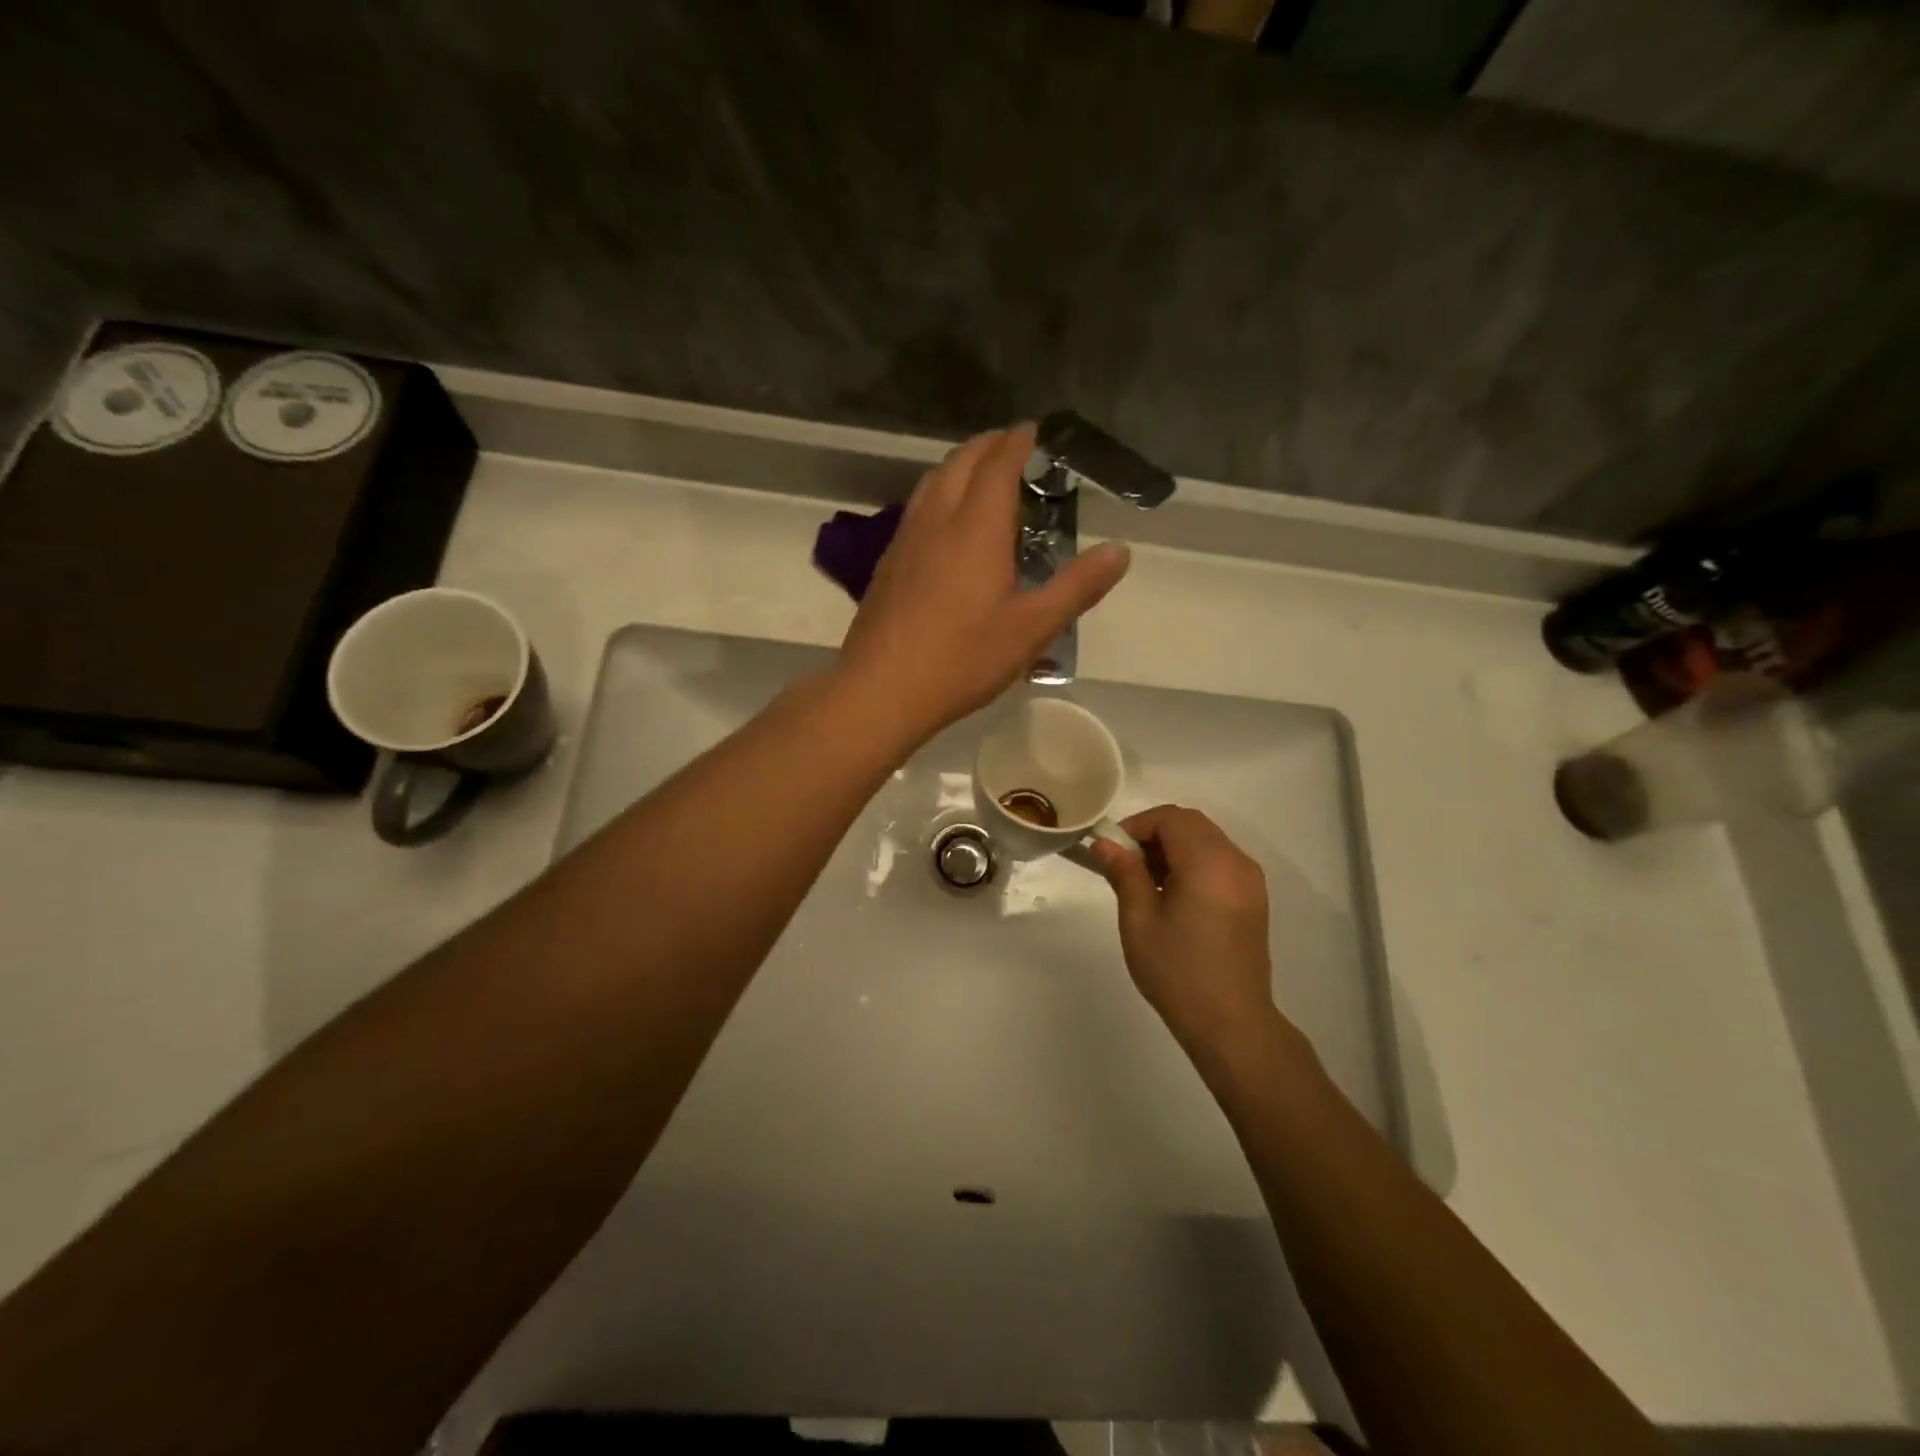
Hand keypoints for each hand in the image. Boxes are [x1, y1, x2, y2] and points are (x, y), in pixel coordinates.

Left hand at [836, 424, 1130, 743]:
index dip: (1018, 442)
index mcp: (976, 527)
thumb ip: (1077, 587)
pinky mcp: (888, 564)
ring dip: (959, 466)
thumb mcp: (1032, 628)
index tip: (1035, 431)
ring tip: (981, 476)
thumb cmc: (962, 659)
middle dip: (988, 445)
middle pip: (960, 462)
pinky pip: (917, 509)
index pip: (997, 465)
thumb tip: (1119, 551)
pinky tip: (946, 524)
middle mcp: (937, 521)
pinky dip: (939, 494)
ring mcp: (905, 540)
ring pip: (932, 482)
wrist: (881, 690)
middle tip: (1013, 447)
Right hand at [1088, 806, 1282, 1057]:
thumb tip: (1104, 843)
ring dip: (1173, 848)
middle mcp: (1236, 861)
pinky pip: (1219, 861)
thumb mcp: (1139, 920)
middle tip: (1126, 865)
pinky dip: (1193, 863)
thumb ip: (1124, 873)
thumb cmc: (1178, 971)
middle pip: (1191, 824)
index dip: (1137, 826)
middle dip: (1154, 834)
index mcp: (1209, 862)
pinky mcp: (1253, 898)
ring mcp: (1250, 880)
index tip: (1112, 852)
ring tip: (1147, 883)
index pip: (1170, 818)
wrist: (1231, 1023)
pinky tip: (1174, 896)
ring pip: (1206, 841)